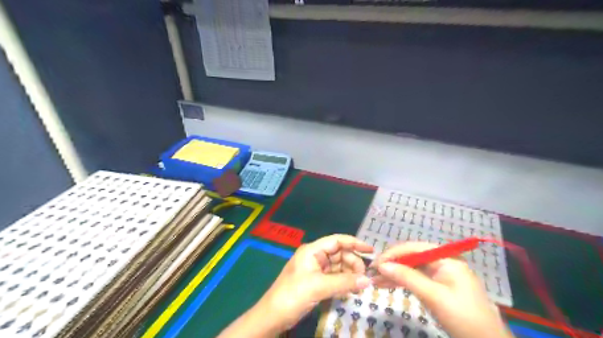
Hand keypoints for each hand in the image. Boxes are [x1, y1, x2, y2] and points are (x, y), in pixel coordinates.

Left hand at [259, 235, 372, 329]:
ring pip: (338, 266)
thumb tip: (368, 280)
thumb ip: (344, 282)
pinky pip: (334, 277)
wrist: (272, 317)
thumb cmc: (293, 295)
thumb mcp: (318, 286)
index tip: (371, 250)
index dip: (354, 243)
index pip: (337, 241)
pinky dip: (343, 282)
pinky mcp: (316, 281)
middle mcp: (315, 256)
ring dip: (350, 274)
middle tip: (364, 278)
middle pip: (340, 254)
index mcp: (312, 250)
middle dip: (353, 263)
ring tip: (360, 285)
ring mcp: (315, 269)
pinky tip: (351, 290)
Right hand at [373, 241, 513, 337]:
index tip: (375, 263)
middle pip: (411, 257)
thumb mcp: (433, 296)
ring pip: (411, 269)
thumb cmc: (463, 318)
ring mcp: (440, 275)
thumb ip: (407, 277)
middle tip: (372, 272)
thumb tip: (382, 265)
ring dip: (394, 274)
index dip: (393, 254)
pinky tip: (387, 284)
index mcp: (445, 258)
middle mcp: (442, 262)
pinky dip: (402, 282)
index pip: (413, 248)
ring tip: (374, 280)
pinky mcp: (438, 287)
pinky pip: (416, 279)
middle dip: (391, 264)